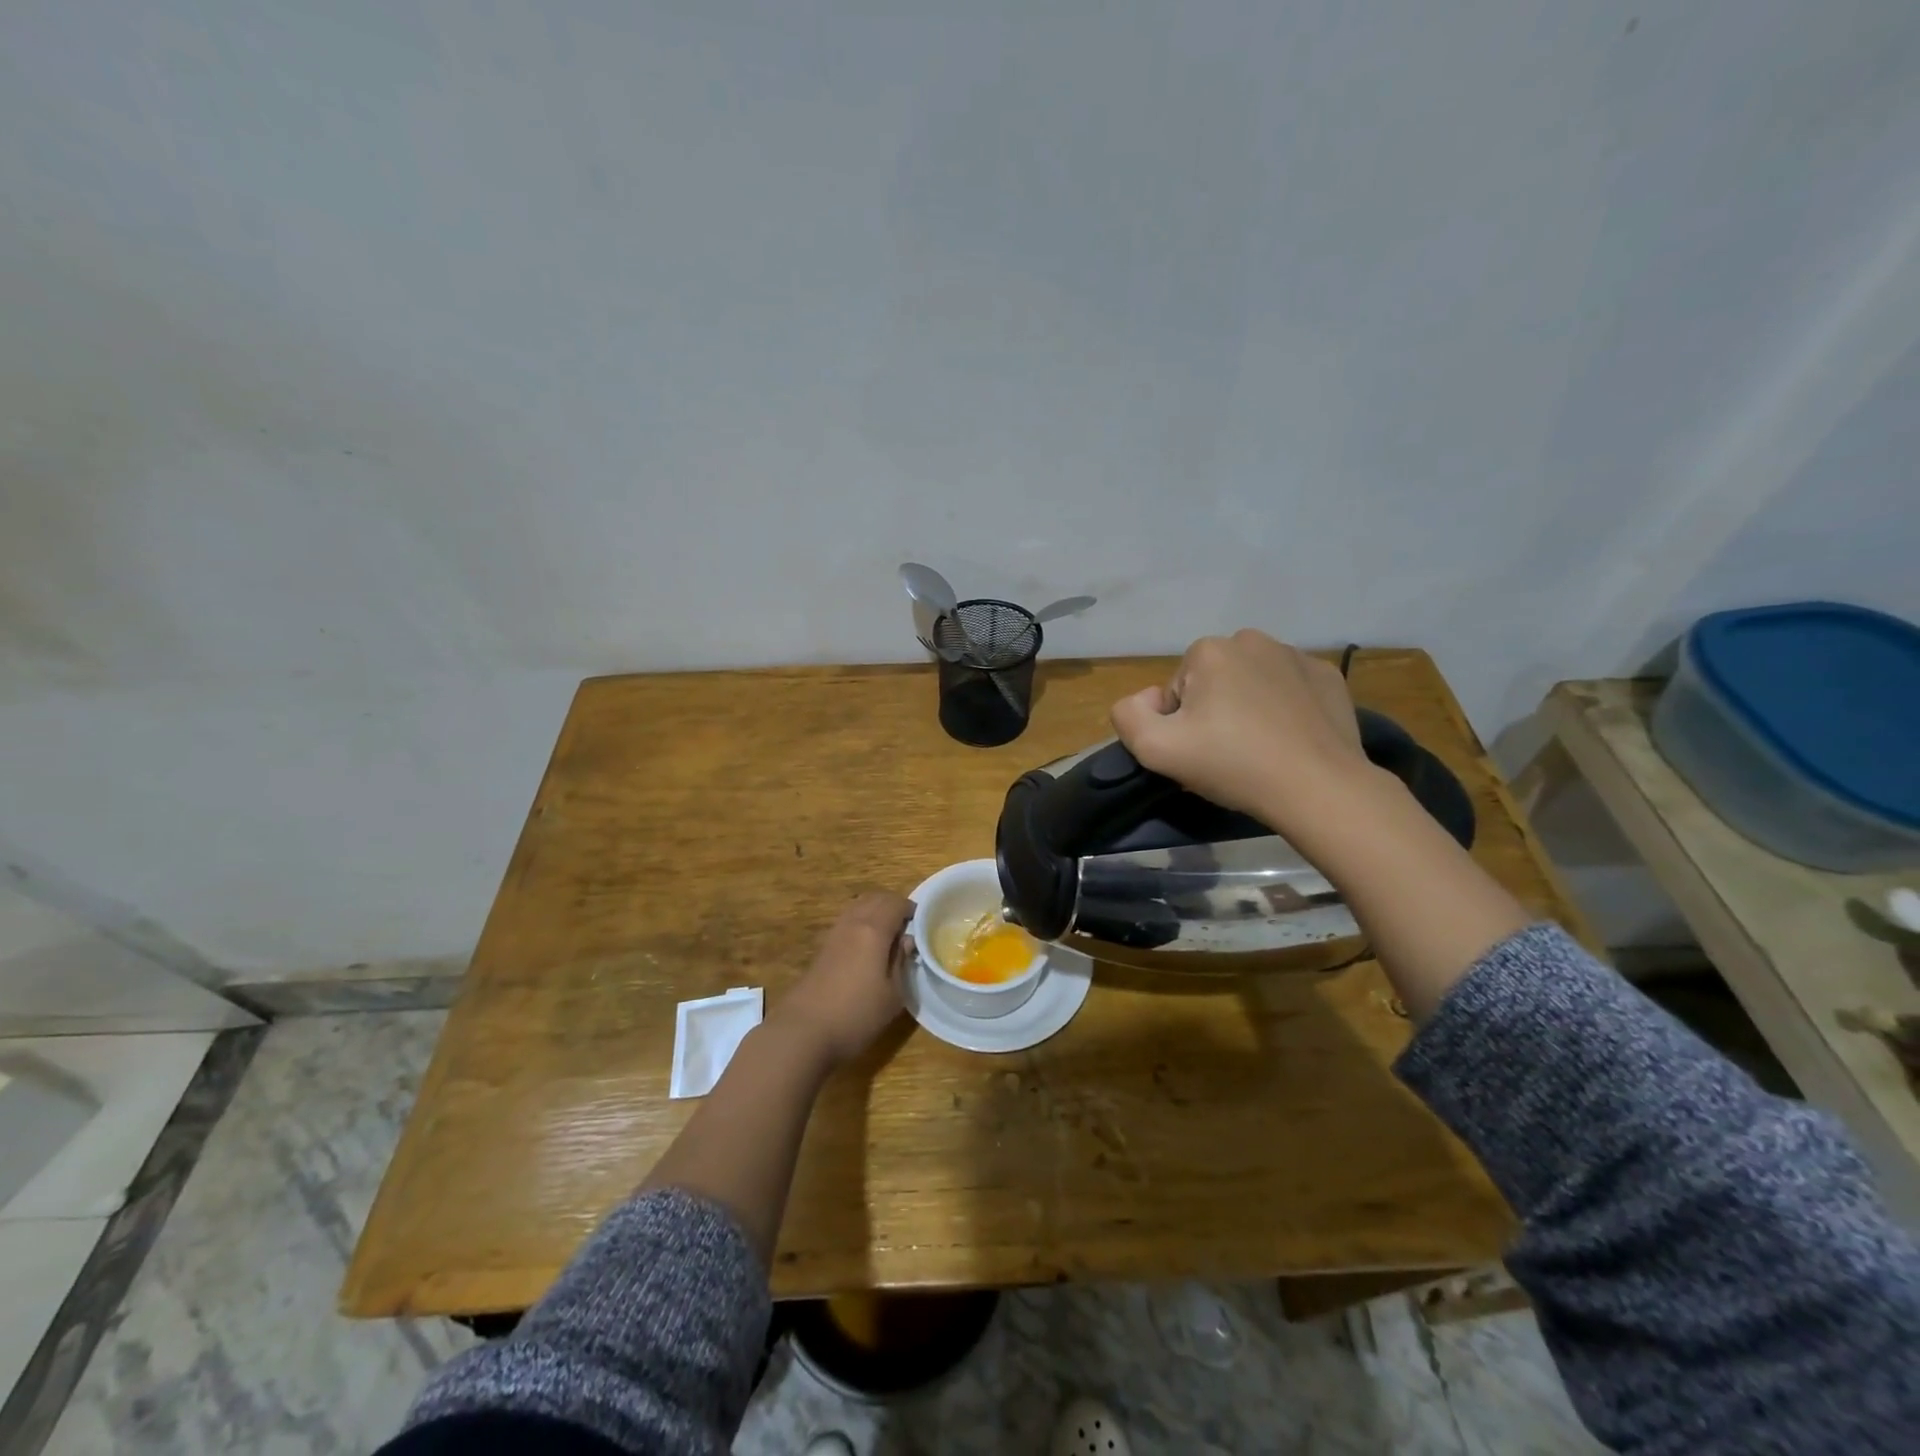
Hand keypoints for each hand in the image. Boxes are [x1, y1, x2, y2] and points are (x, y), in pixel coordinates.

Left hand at [771, 891, 912, 1066]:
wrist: (803, 1031)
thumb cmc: (856, 1015)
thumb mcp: (892, 994)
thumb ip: (902, 961)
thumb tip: (907, 940)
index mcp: (873, 930)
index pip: (896, 903)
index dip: (912, 909)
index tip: (922, 925)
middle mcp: (852, 923)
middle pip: (875, 899)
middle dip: (893, 905)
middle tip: (907, 927)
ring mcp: (833, 934)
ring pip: (858, 907)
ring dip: (875, 912)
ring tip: (888, 936)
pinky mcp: (821, 948)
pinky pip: (846, 921)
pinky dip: (860, 923)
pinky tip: (866, 949)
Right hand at [1109, 630, 1369, 839]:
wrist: (1318, 787)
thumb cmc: (1233, 764)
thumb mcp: (1156, 749)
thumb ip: (1128, 716)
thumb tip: (1145, 699)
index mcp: (1209, 650)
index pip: (1177, 690)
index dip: (1181, 724)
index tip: (1200, 751)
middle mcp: (1252, 640)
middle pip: (1214, 681)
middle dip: (1214, 709)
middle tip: (1228, 752)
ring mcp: (1296, 655)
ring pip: (1252, 681)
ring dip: (1248, 706)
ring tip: (1261, 748)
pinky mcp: (1328, 676)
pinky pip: (1290, 688)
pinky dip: (1285, 708)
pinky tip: (1290, 738)